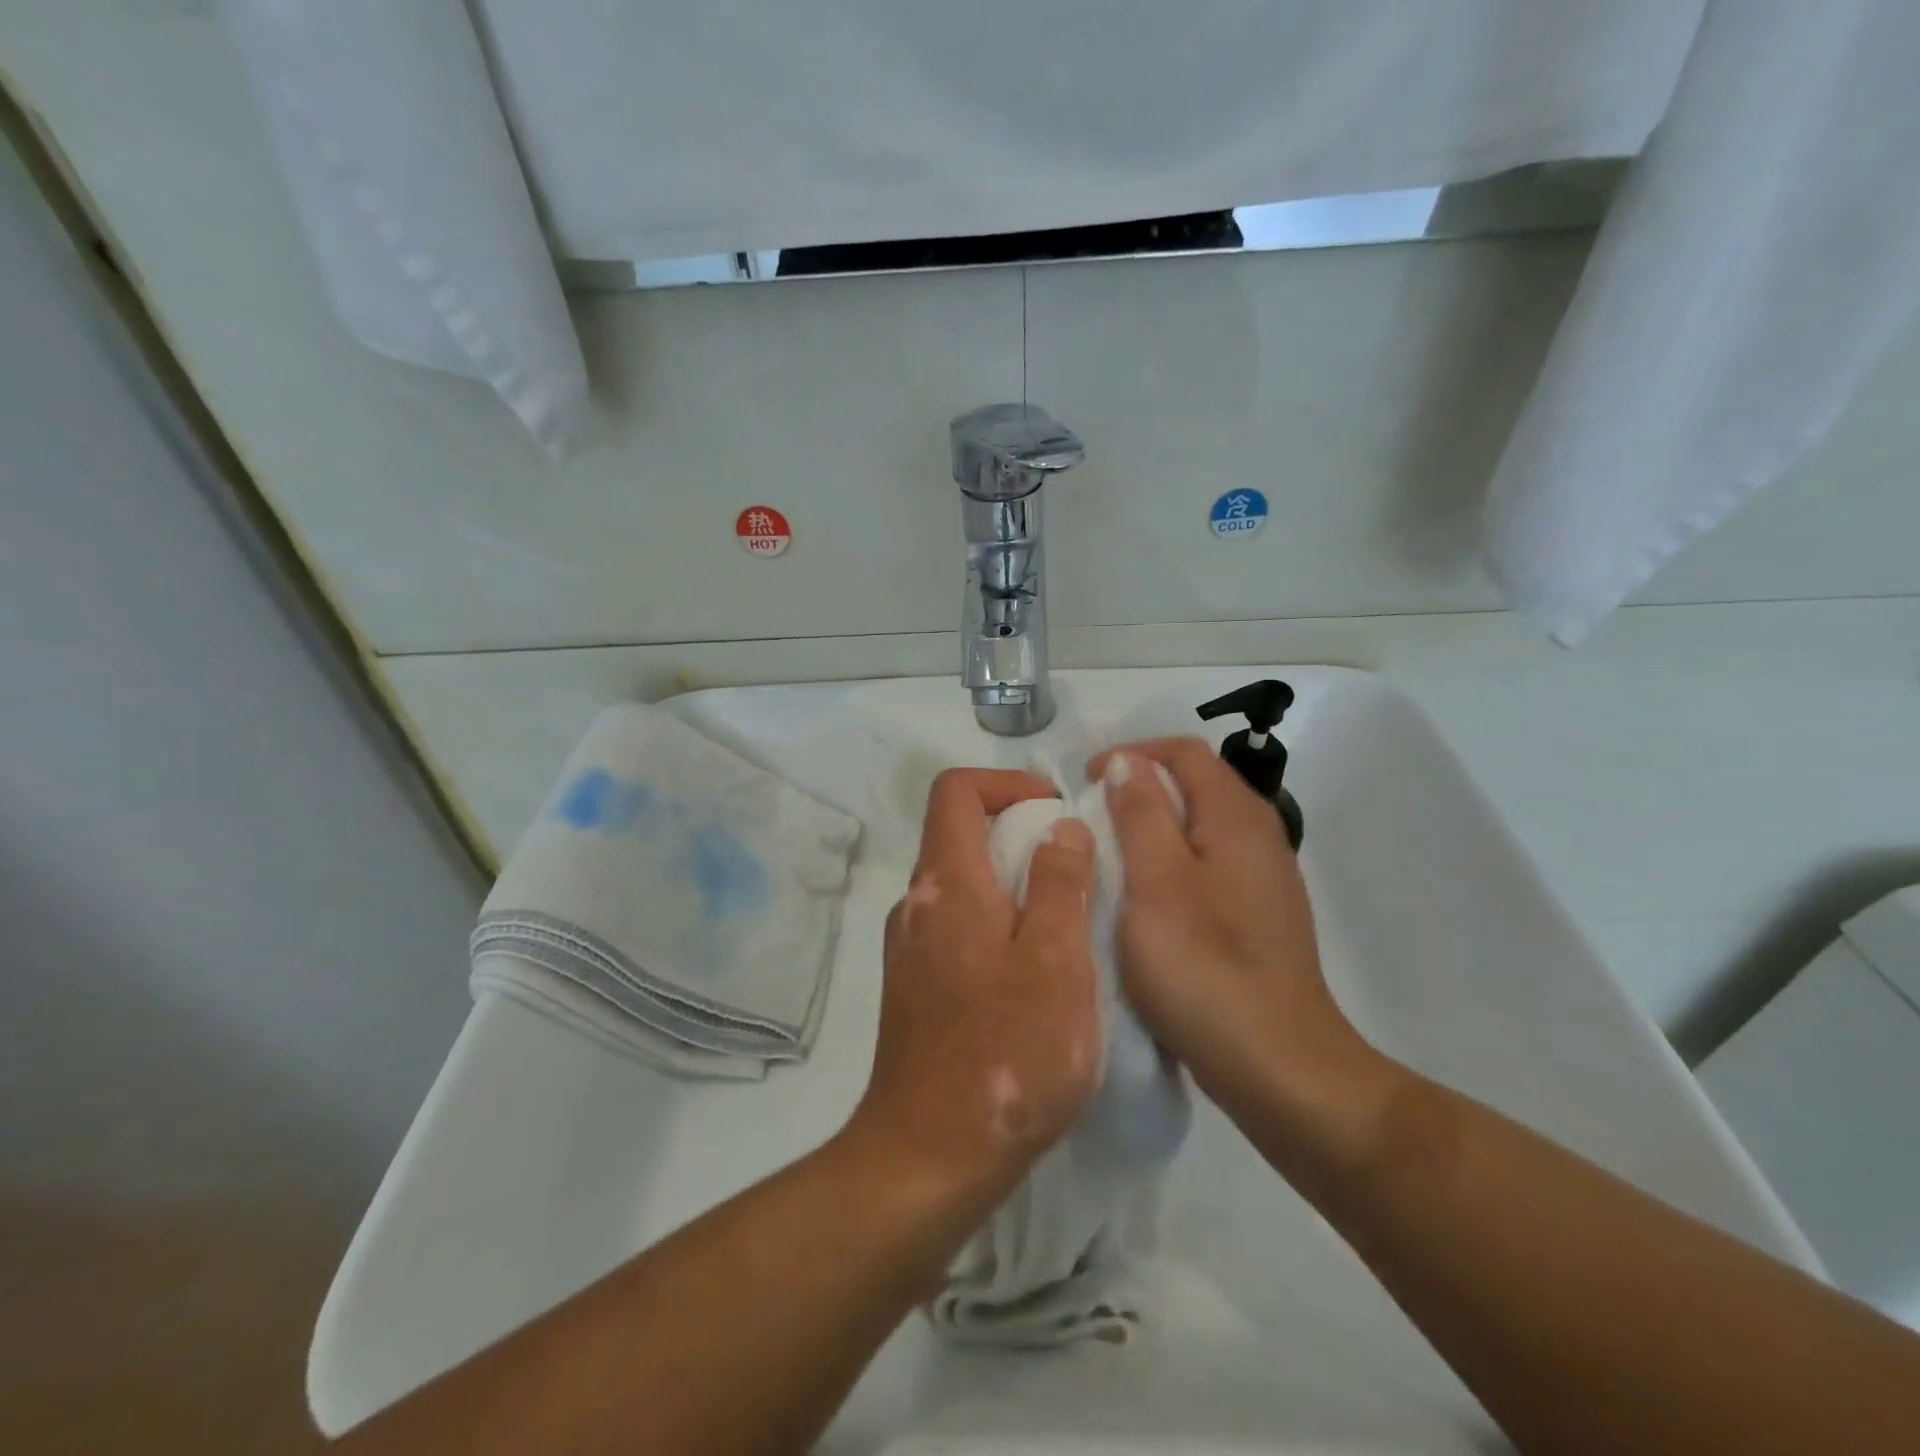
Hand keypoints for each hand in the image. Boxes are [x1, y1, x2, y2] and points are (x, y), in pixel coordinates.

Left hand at [851, 768, 1100, 1212]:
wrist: (930, 1156)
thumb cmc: (1006, 1052)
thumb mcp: (1055, 959)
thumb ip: (1059, 882)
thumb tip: (1059, 827)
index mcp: (945, 885)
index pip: (955, 790)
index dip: (1005, 782)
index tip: (1054, 809)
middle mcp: (916, 906)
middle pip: (960, 837)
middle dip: (1020, 836)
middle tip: (1077, 872)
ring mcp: (910, 951)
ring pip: (964, 889)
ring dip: (1013, 886)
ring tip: (1067, 926)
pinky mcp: (916, 990)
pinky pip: (959, 931)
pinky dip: (998, 927)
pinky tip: (1036, 976)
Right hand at [1088, 739, 1372, 1118]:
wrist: (1278, 1067)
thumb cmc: (1205, 966)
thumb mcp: (1156, 881)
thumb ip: (1141, 812)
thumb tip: (1127, 761)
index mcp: (1237, 817)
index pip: (1185, 752)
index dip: (1132, 755)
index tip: (1086, 782)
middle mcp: (1258, 836)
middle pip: (1195, 786)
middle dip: (1139, 790)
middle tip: (1090, 819)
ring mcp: (1262, 880)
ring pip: (1199, 829)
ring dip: (1151, 830)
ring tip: (1107, 857)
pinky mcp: (1257, 918)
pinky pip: (1206, 867)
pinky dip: (1169, 866)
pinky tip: (1143, 902)